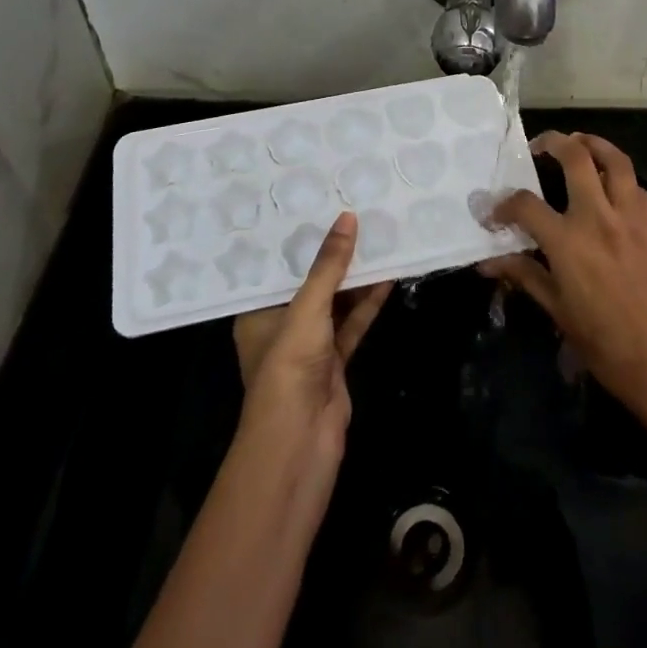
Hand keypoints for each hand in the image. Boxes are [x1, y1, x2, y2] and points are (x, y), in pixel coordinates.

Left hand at [232, 212, 392, 497]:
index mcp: (258, 311)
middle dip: (332, 254)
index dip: (297, 238)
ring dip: (356, 277)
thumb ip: (329, 266)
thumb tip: (348, 217)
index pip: (276, 266)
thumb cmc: (288, 368)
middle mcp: (281, 324)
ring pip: (335, 302)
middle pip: (310, 282)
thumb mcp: (307, 309)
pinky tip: (388, 276)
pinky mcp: (335, 361)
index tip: (317, 204)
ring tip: (378, 237)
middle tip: (354, 213)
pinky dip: (368, 302)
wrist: (300, 442)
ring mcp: (310, 345)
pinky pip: (353, 322)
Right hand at [482, 132, 646, 445]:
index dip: (503, 204)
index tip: (495, 213)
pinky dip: (620, 176)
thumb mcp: (558, 312)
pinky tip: (611, 188)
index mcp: (568, 242)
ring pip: (615, 160)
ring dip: (594, 144)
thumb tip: (487, 262)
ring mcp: (633, 218)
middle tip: (539, 146)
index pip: (525, 204)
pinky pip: (637, 186)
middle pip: (576, 158)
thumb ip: (524, 276)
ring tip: (579, 142)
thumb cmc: (606, 346)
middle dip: (553, 142)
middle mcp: (599, 218)